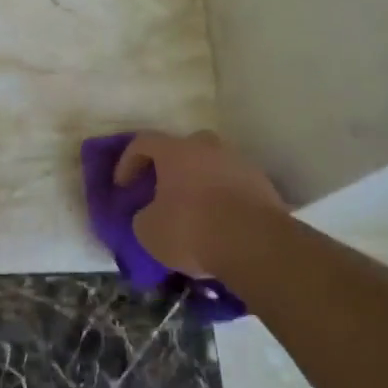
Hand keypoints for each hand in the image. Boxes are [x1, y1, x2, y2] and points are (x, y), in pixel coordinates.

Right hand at [115, 130, 287, 279]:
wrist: (256, 245)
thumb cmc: (192, 230)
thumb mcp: (148, 231)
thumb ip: (143, 216)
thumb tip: (150, 214)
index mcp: (176, 151)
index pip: (143, 142)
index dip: (128, 161)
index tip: (123, 186)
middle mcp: (208, 148)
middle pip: (183, 147)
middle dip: (170, 166)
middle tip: (163, 190)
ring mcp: (240, 163)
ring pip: (213, 164)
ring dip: (200, 181)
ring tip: (195, 209)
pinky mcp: (264, 185)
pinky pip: (235, 184)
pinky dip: (224, 197)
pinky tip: (220, 222)